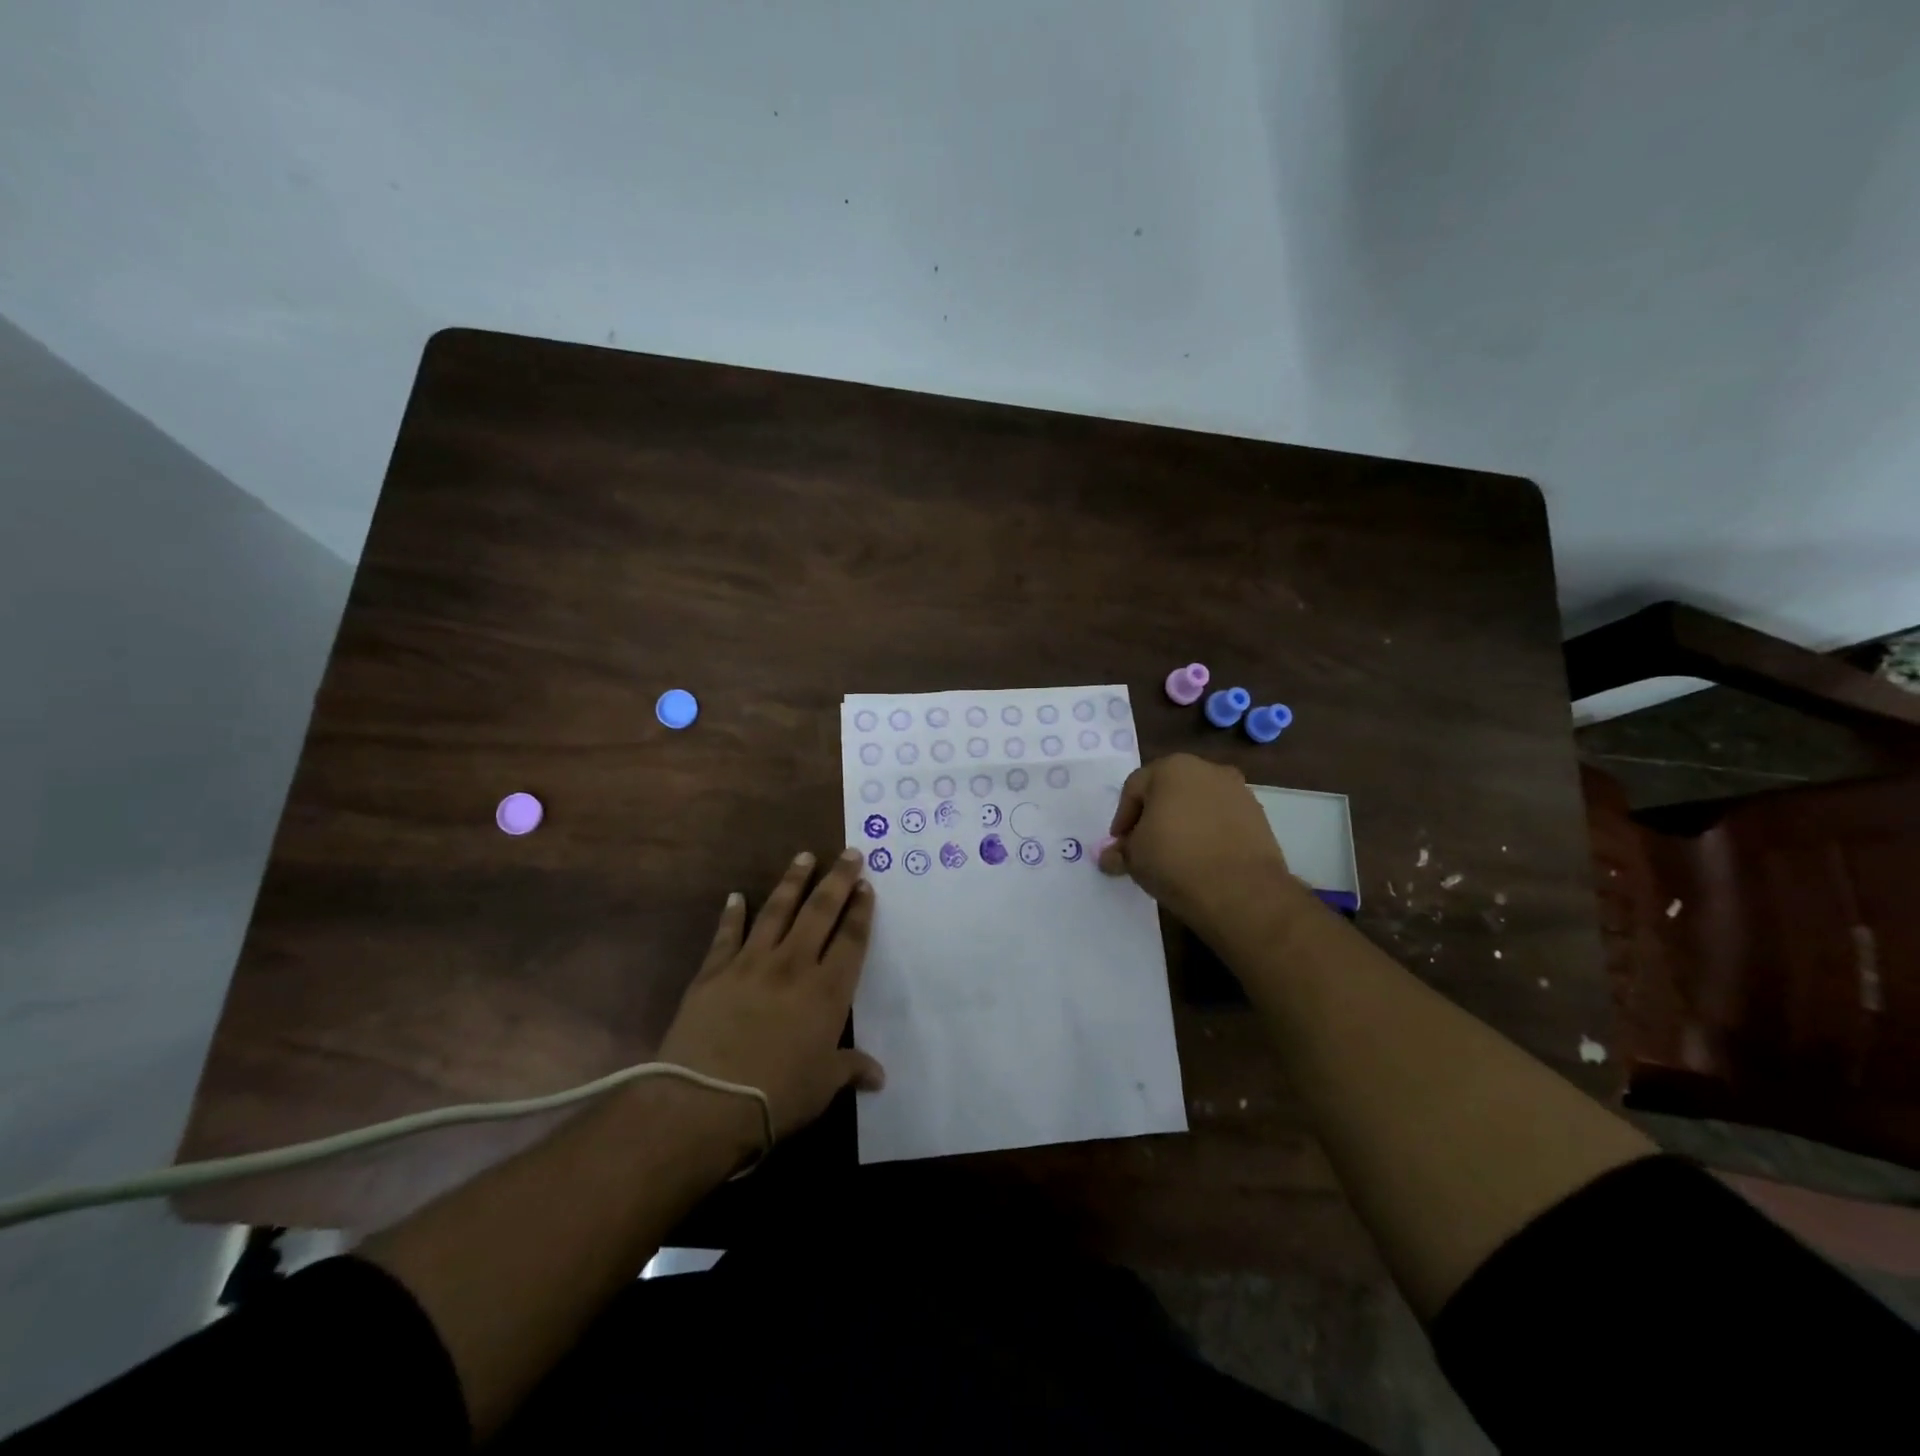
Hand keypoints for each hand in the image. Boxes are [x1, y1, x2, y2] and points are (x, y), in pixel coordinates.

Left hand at [656, 849, 884, 1153]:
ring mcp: (751, 963)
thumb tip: (879, 1076)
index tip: (866, 885)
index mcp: (827, 990)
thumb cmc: (777, 1095)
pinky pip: (727, 934)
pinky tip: (735, 896)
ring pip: (777, 911)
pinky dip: (732, 914)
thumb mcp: (823, 1086)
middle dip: (837, 880)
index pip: (851, 939)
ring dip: (792, 881)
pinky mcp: (714, 972)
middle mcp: (793, 965)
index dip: (861, 910)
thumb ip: (851, 1069)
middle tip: (849, 853)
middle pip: (820, 912)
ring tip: (804, 856)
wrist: (705, 1101)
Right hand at [1098, 754, 1295, 934]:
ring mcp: (1237, 790)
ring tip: (1175, 855)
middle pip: (1168, 791)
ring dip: (1183, 823)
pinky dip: (1209, 832)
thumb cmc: (1175, 861)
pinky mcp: (1258, 815)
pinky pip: (1222, 819)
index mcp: (1171, 768)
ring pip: (1197, 804)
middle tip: (1145, 846)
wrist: (1241, 891)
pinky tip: (1203, 858)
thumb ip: (1119, 851)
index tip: (1121, 845)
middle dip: (1153, 816)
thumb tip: (1109, 857)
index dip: (1123, 818)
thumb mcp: (1134, 858)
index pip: (1134, 789)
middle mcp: (1206, 769)